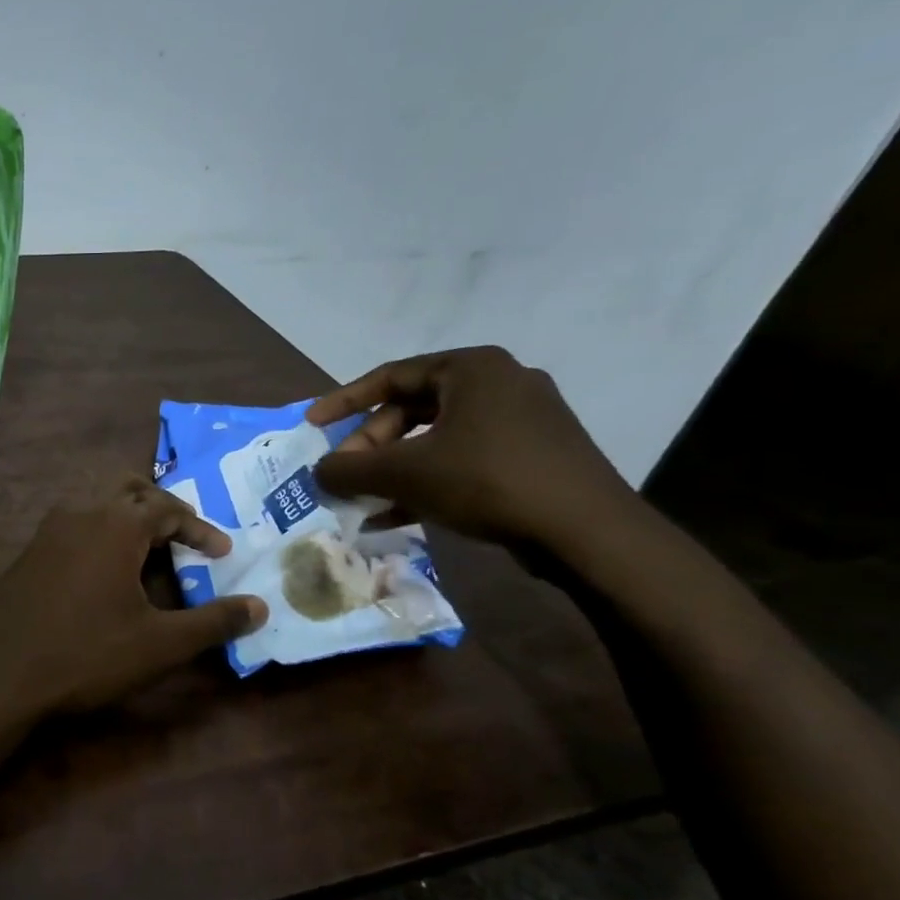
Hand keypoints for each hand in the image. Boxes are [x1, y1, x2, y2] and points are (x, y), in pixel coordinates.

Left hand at [0, 476, 266, 718]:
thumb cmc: (85, 654)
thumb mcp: (159, 644)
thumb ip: (213, 622)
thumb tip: (261, 607)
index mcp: (116, 524)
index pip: (168, 508)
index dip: (200, 528)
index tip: (221, 553)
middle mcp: (80, 513)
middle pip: (128, 487)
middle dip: (161, 505)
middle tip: (182, 534)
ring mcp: (48, 530)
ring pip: (95, 501)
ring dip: (126, 514)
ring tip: (147, 548)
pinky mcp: (28, 552)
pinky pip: (73, 524)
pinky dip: (99, 531)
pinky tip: (103, 569)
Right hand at [305, 346, 634, 550]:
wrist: (586, 531)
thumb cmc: (487, 481)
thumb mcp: (404, 473)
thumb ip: (350, 468)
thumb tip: (318, 471)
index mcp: (471, 368)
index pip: (390, 376)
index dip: (343, 401)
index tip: (313, 425)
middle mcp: (499, 383)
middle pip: (412, 409)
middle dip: (372, 446)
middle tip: (346, 475)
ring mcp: (522, 419)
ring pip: (436, 439)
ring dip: (394, 469)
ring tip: (365, 499)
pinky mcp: (533, 454)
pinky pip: (463, 458)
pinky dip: (427, 481)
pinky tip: (398, 515)